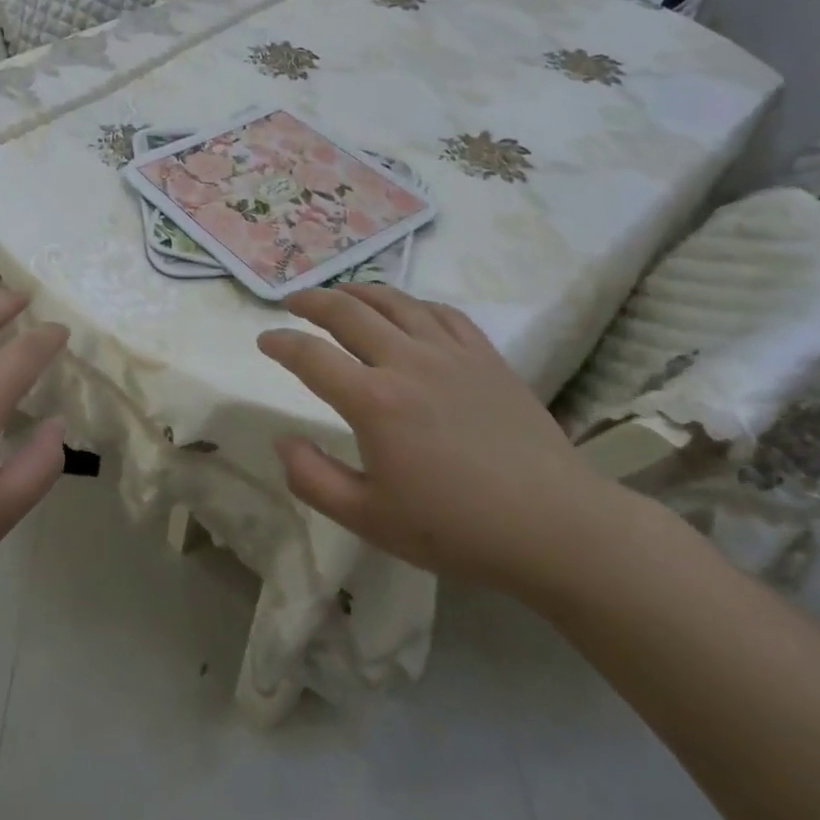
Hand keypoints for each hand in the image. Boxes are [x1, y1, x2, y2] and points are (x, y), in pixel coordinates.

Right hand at [258, 284, 631, 599]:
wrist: (554, 526)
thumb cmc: (456, 528)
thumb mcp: (369, 519)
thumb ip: (313, 479)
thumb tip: (282, 441)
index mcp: (373, 401)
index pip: (310, 356)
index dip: (281, 343)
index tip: (265, 340)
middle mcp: (406, 362)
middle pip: (348, 312)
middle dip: (312, 300)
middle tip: (294, 302)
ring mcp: (449, 353)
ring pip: (394, 302)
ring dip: (358, 291)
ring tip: (341, 293)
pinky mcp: (485, 356)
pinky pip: (441, 313)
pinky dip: (413, 303)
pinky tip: (407, 310)